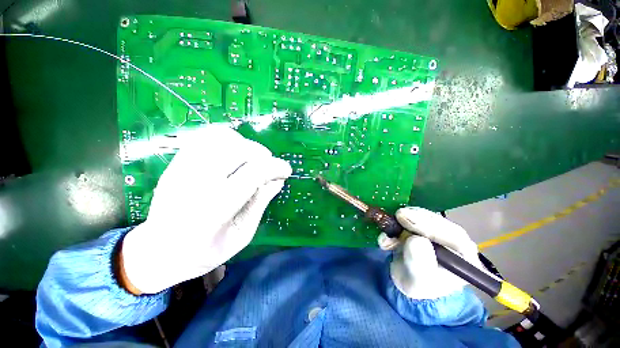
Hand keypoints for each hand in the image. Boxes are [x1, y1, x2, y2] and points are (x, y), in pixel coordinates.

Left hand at [120, 125, 291, 293]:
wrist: (158, 252)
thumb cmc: (204, 252)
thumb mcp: (241, 236)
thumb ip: (260, 204)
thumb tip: (277, 181)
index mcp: (216, 208)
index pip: (253, 173)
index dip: (276, 167)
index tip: (286, 171)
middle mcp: (197, 182)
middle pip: (238, 149)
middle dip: (263, 155)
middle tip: (269, 167)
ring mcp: (182, 169)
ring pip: (221, 137)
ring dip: (245, 144)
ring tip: (251, 159)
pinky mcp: (176, 163)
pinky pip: (205, 137)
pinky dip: (226, 139)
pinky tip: (233, 153)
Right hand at [378, 207, 481, 299]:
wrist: (408, 282)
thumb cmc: (418, 286)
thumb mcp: (418, 279)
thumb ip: (419, 262)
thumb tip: (416, 240)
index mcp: (464, 257)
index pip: (454, 235)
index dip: (429, 225)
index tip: (406, 218)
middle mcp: (455, 241)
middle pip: (438, 222)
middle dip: (415, 219)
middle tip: (397, 215)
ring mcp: (439, 232)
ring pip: (423, 216)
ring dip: (402, 222)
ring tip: (387, 237)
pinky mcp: (424, 226)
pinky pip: (412, 217)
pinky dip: (397, 223)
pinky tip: (387, 237)